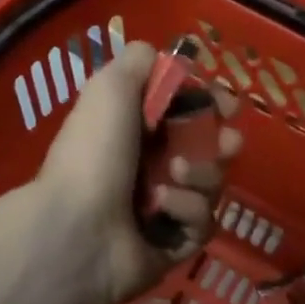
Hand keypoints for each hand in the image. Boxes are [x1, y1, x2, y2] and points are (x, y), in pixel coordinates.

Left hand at [35, 41, 240, 303]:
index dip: (212, 105)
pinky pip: (202, 222)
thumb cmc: (94, 151)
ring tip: (174, 175)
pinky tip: (161, 209)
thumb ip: (141, 61)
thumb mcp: (111, 87)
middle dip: (223, 143)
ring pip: (211, 185)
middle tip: (227, 143)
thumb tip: (167, 58)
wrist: (77, 228)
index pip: (187, 113)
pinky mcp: (174, 245)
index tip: (227, 105)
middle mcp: (150, 167)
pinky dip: (186, 209)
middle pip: (209, 150)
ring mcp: (163, 209)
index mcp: (135, 130)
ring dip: (201, 174)